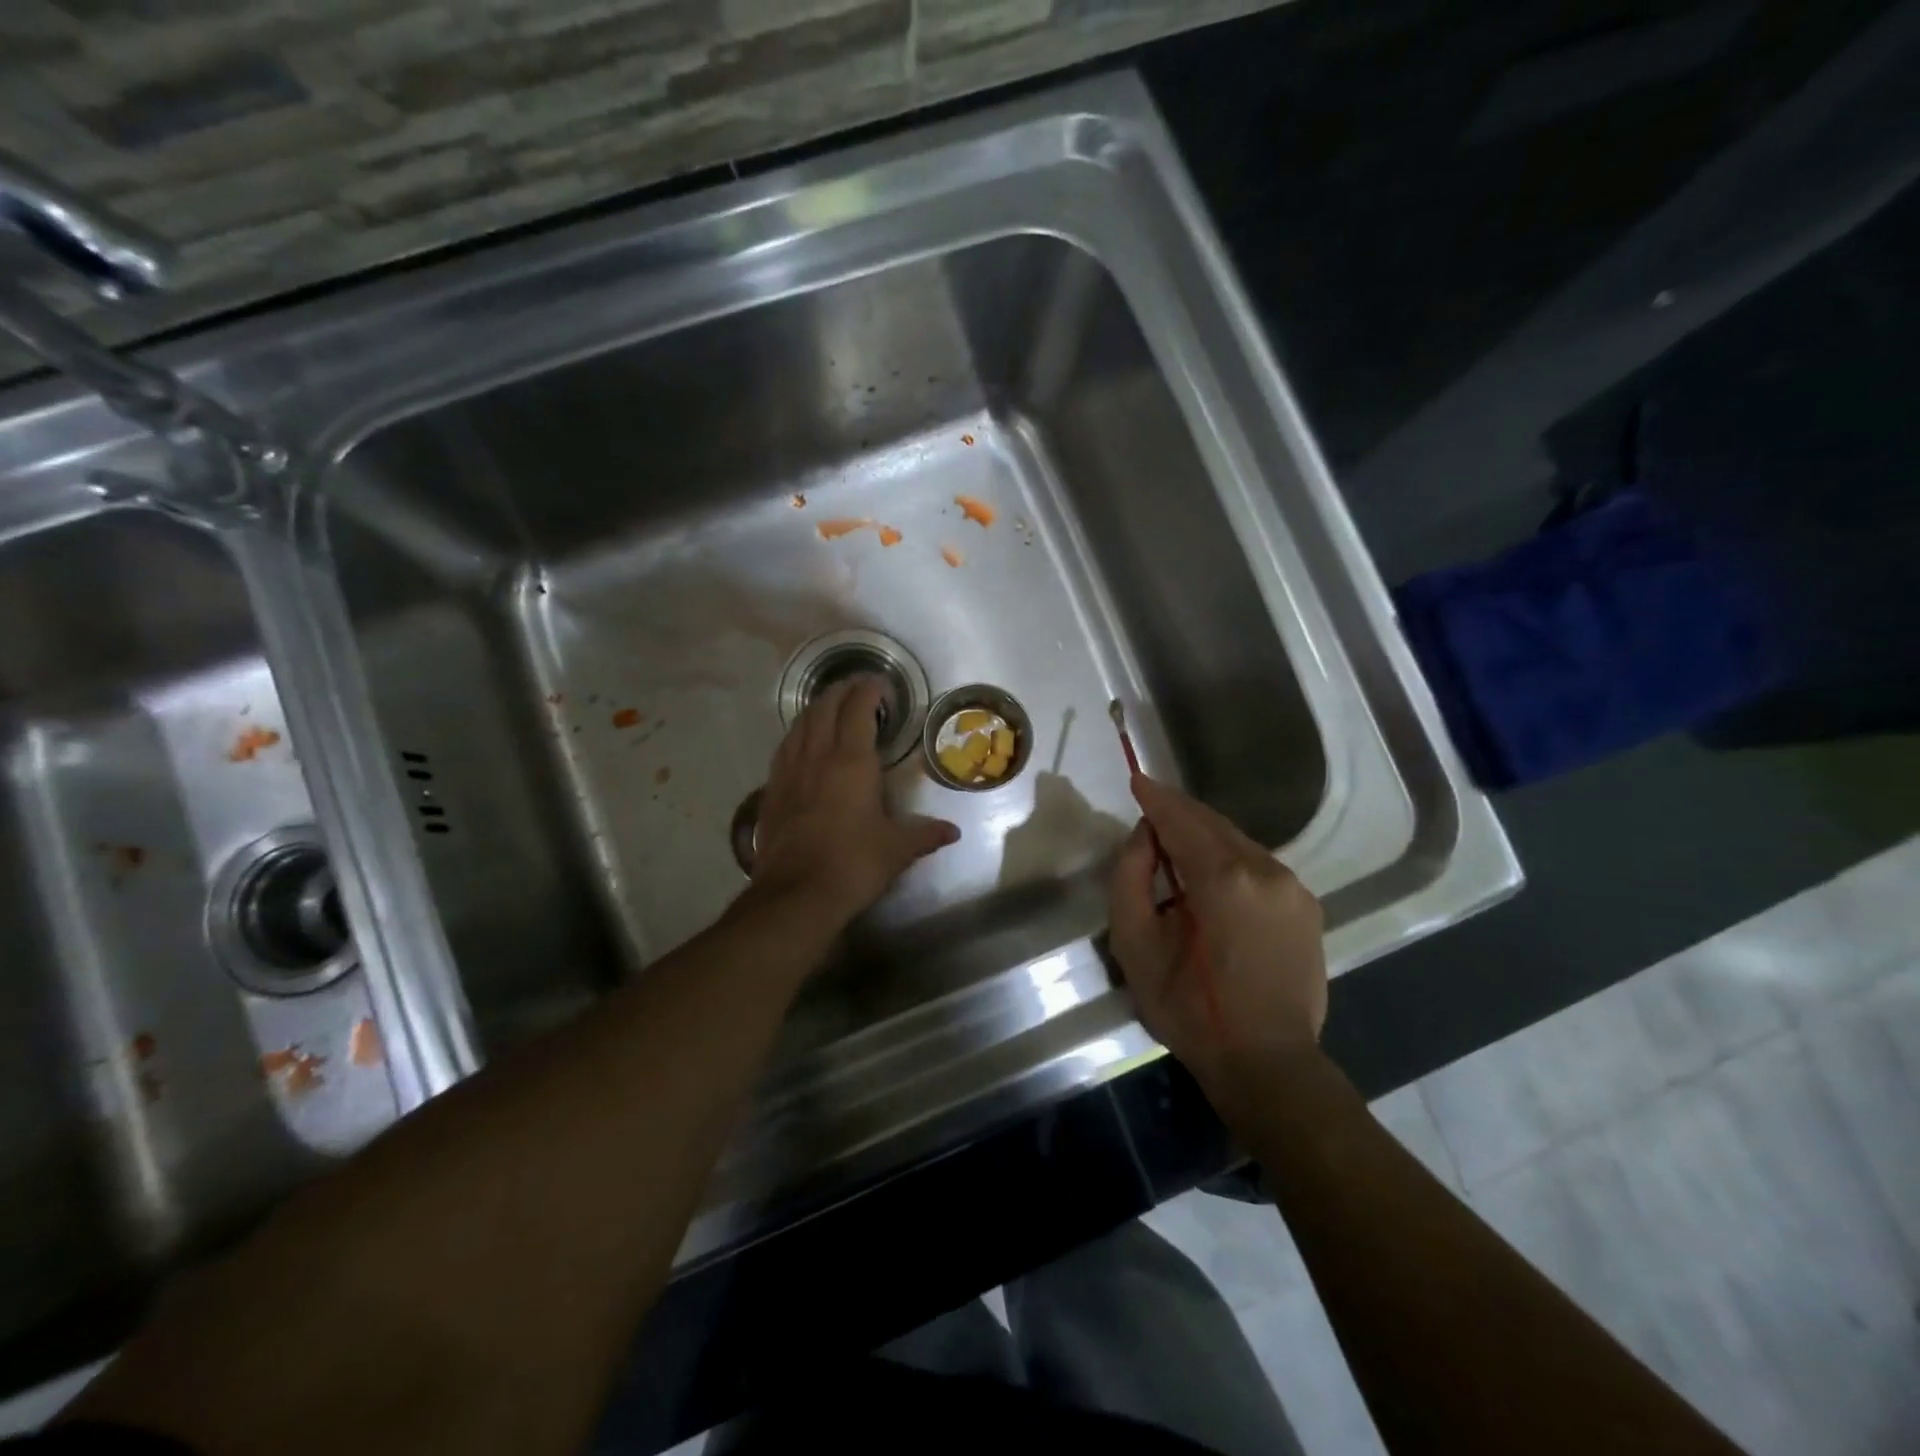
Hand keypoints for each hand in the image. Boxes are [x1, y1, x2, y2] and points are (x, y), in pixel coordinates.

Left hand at [747, 676, 959, 930]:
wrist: (795, 894)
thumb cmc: (853, 864)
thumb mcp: (896, 849)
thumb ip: (924, 834)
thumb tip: (952, 832)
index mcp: (851, 762)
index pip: (858, 710)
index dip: (869, 691)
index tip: (880, 685)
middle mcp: (817, 757)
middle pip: (825, 708)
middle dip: (842, 692)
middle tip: (857, 689)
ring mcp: (789, 771)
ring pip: (800, 724)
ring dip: (817, 709)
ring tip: (830, 707)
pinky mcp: (771, 791)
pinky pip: (785, 748)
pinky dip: (798, 734)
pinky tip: (802, 742)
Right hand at [1108, 774, 1326, 1090]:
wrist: (1268, 1064)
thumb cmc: (1190, 1010)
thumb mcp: (1135, 946)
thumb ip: (1130, 878)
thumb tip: (1145, 837)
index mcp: (1223, 879)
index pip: (1182, 820)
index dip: (1156, 798)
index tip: (1137, 779)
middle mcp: (1266, 871)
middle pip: (1214, 824)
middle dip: (1179, 813)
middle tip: (1150, 807)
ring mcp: (1293, 888)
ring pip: (1238, 843)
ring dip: (1204, 837)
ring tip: (1174, 847)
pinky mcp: (1307, 907)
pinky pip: (1258, 866)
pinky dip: (1229, 859)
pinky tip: (1210, 879)